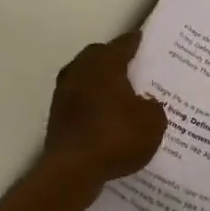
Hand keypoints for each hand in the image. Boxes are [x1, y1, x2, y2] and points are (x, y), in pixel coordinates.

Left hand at [42, 32, 167, 189]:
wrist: (73, 170)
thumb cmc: (117, 136)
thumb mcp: (152, 122)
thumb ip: (153, 107)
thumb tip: (145, 103)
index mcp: (105, 63)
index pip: (123, 44)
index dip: (135, 42)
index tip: (143, 40)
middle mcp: (81, 70)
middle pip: (99, 57)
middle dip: (114, 60)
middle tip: (133, 69)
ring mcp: (64, 93)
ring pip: (85, 78)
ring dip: (100, 84)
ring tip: (119, 95)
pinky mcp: (56, 116)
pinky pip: (79, 101)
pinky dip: (91, 105)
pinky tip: (104, 118)